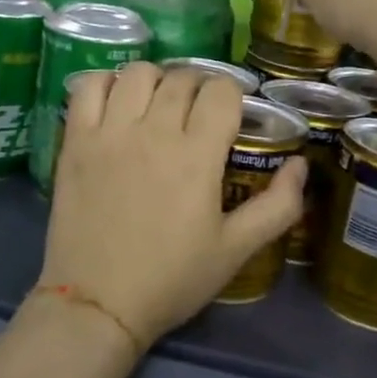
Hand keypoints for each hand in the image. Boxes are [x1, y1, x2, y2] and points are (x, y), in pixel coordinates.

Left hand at [38, 64, 305, 348]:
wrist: (98, 304)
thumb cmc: (172, 278)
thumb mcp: (236, 250)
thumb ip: (278, 206)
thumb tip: (301, 164)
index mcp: (197, 156)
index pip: (220, 91)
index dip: (231, 95)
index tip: (229, 114)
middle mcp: (154, 132)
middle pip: (182, 78)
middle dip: (198, 87)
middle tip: (197, 113)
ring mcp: (109, 133)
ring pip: (138, 73)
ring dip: (157, 80)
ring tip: (157, 104)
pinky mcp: (75, 141)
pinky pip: (89, 86)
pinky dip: (106, 82)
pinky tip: (116, 103)